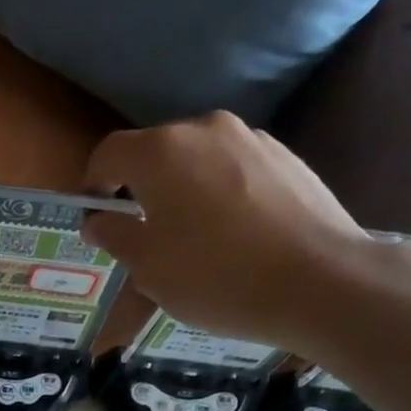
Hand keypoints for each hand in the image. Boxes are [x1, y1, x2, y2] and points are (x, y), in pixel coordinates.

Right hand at [80, 111, 379, 348]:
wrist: (317, 281)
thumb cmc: (214, 277)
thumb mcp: (147, 267)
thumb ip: (114, 235)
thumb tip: (98, 219)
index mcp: (161, 151)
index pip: (108, 154)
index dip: (92, 187)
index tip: (95, 222)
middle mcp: (204, 129)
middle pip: (154, 153)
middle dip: (138, 190)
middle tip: (141, 237)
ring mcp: (250, 138)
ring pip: (196, 161)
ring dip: (180, 192)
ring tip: (190, 241)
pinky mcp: (284, 156)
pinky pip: (232, 171)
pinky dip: (218, 195)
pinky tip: (230, 237)